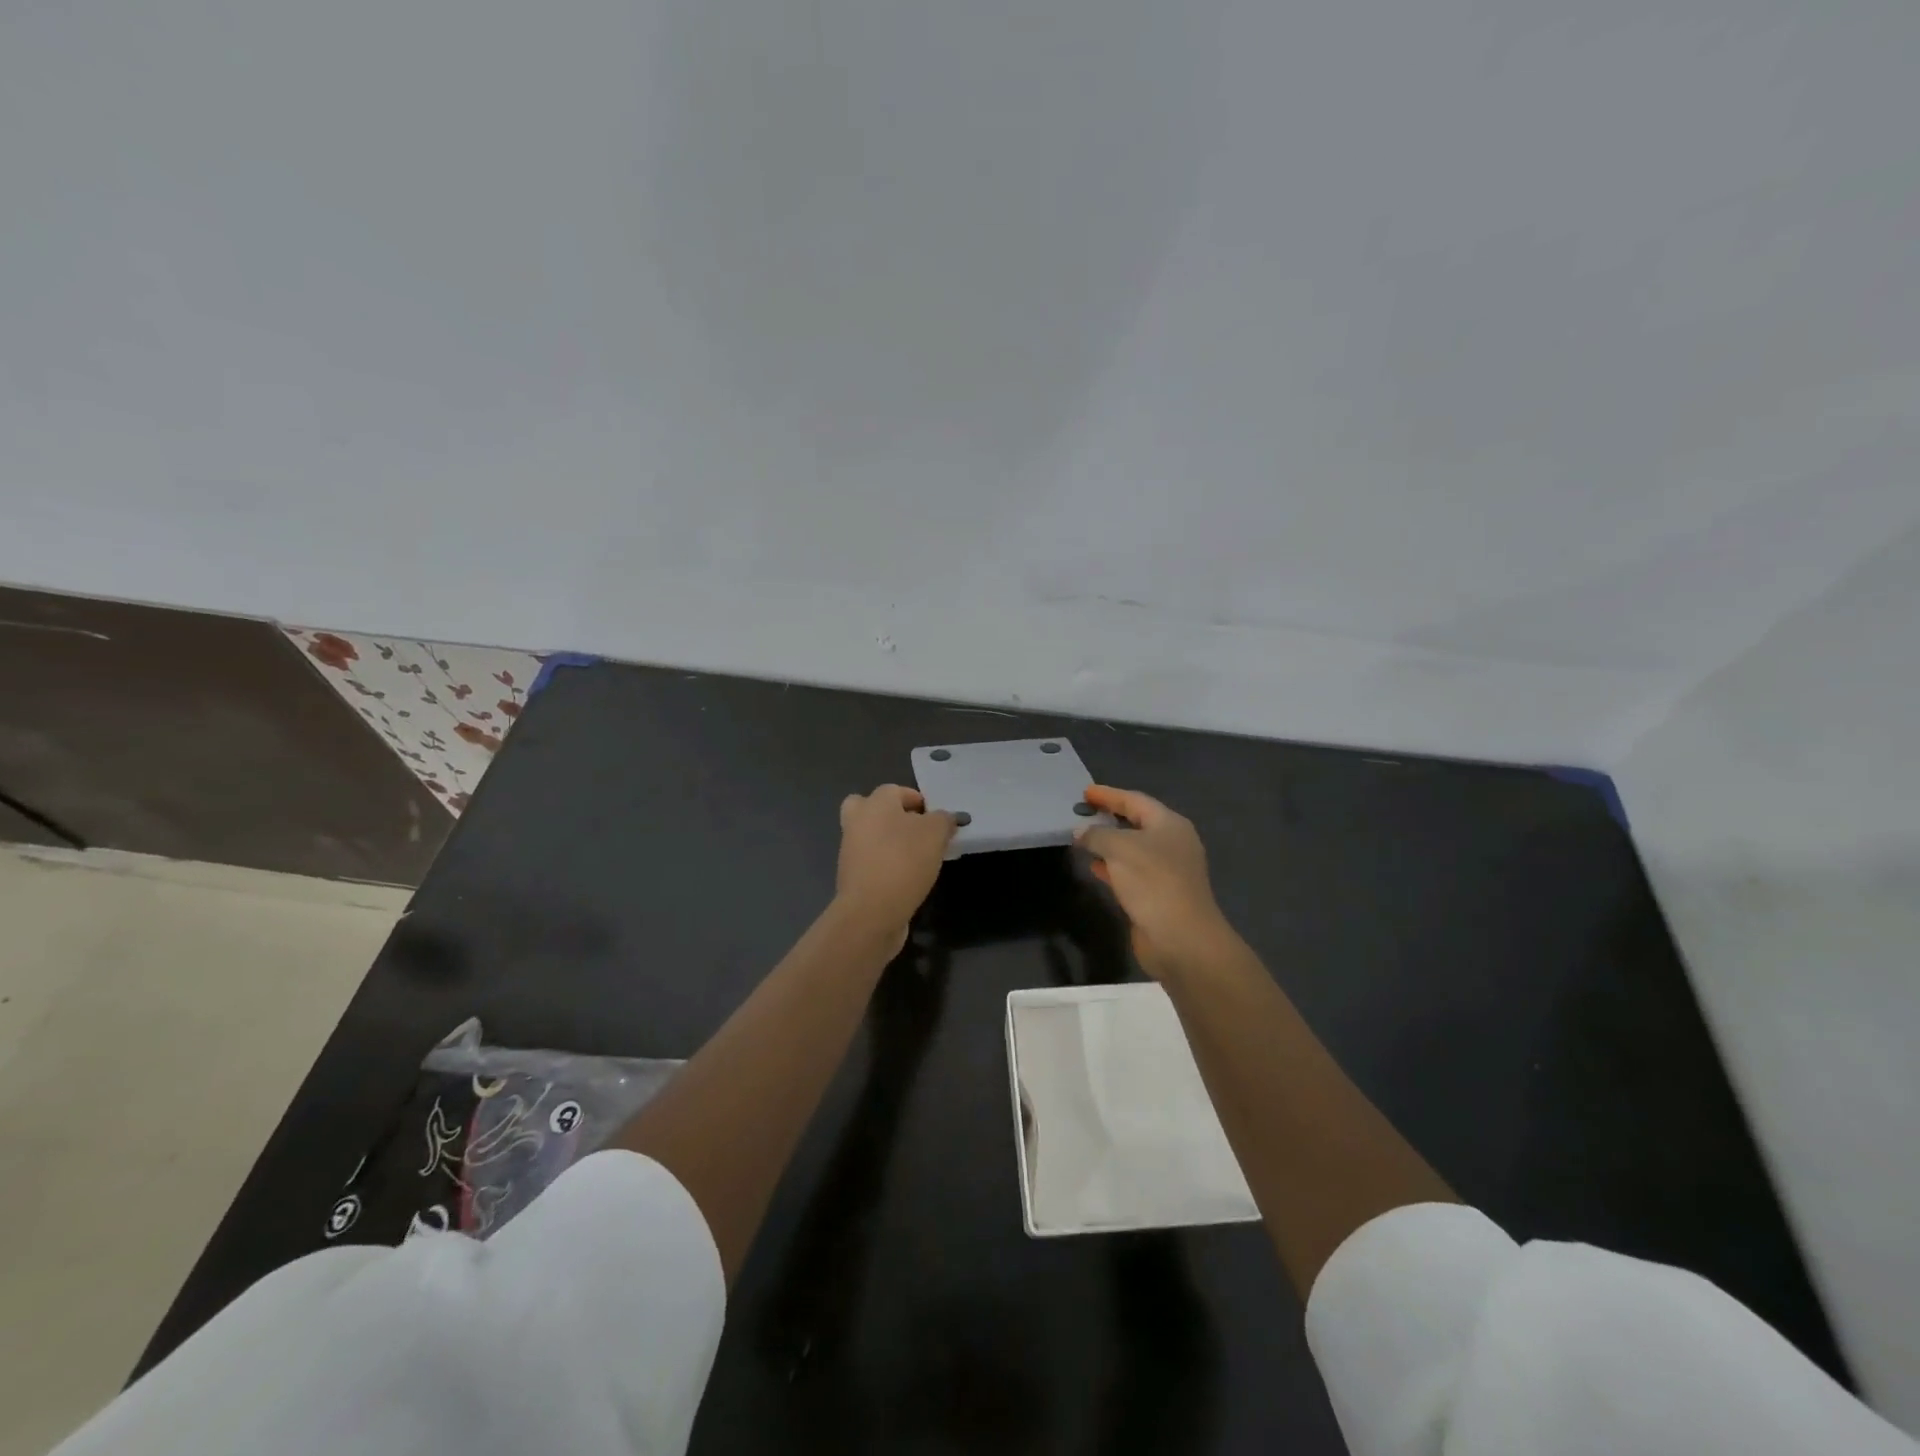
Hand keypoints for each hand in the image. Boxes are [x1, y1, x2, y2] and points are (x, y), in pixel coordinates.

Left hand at [835, 785, 955, 943]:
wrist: (871, 912)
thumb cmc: (904, 861)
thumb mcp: (935, 834)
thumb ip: (944, 820)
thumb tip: (946, 819)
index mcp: (875, 803)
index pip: (896, 790)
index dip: (918, 801)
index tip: (937, 819)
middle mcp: (857, 821)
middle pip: (872, 808)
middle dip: (892, 816)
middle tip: (916, 831)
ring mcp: (850, 850)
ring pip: (871, 836)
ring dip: (890, 842)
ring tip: (919, 858)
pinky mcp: (852, 876)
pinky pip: (872, 861)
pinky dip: (886, 864)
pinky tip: (907, 877)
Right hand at [1077, 785, 1234, 979]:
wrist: (1181, 939)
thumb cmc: (1153, 882)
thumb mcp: (1119, 848)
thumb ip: (1096, 835)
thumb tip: (1081, 832)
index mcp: (1169, 825)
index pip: (1135, 801)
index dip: (1109, 794)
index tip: (1085, 792)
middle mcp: (1171, 844)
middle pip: (1136, 823)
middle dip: (1108, 817)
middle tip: (1082, 812)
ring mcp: (1166, 871)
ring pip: (1131, 849)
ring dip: (1107, 843)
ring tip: (1081, 838)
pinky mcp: (1158, 895)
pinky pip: (1130, 872)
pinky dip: (1111, 867)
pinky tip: (1093, 868)